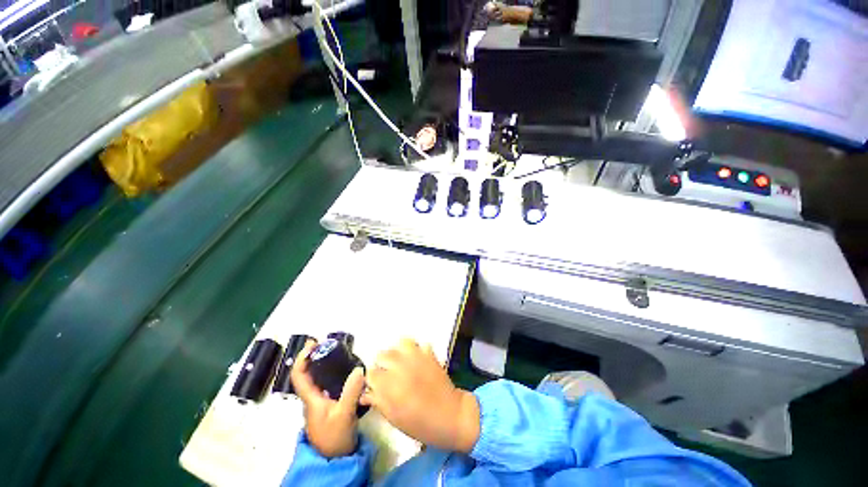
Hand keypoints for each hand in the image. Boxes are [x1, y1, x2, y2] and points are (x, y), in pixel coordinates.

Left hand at [291, 341, 365, 457]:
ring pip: (318, 379)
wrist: (336, 458)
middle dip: (314, 357)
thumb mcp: (344, 414)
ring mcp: (320, 403)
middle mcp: (313, 398)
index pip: (299, 376)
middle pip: (308, 374)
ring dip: (323, 364)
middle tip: (328, 344)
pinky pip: (328, 384)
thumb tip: (359, 369)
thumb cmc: (335, 437)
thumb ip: (351, 392)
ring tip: (337, 353)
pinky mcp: (329, 406)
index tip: (313, 344)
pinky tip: (345, 371)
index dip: (303, 359)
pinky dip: (332, 373)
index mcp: (311, 399)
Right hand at [362, 339, 479, 452]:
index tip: (376, 385)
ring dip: (398, 352)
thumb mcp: (394, 418)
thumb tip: (365, 394)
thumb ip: (378, 402)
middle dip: (382, 364)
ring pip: (400, 343)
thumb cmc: (420, 423)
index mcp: (389, 384)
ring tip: (400, 362)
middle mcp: (400, 366)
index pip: (371, 372)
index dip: (372, 379)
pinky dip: (417, 349)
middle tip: (388, 374)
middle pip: (382, 354)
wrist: (450, 415)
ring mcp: (417, 356)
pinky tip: (416, 359)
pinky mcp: (429, 353)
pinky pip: (420, 344)